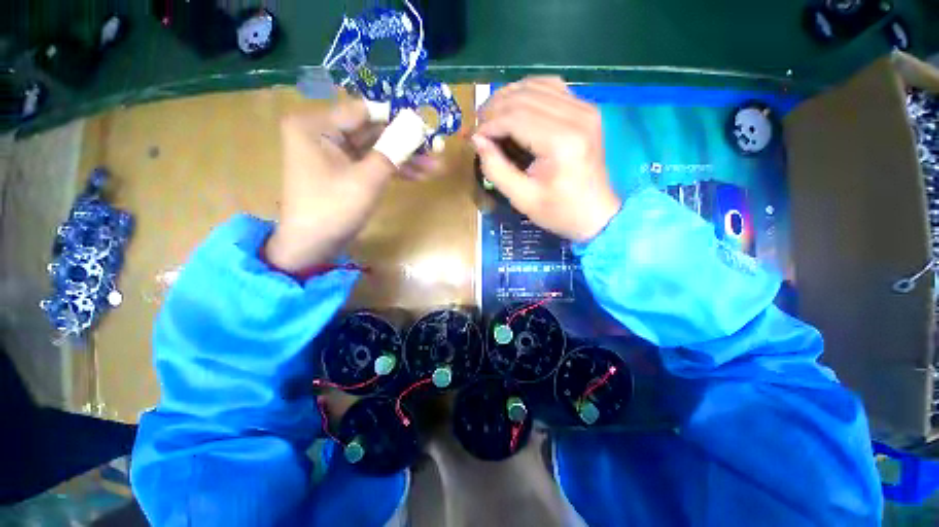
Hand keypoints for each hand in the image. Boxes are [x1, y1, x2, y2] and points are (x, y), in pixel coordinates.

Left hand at [266, 100, 440, 271]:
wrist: (313, 245)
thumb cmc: (334, 209)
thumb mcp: (367, 179)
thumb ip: (393, 150)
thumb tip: (417, 127)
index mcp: (316, 125)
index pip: (364, 111)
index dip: (397, 118)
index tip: (426, 127)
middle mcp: (323, 132)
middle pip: (373, 130)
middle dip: (406, 142)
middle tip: (436, 149)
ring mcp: (334, 152)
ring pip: (376, 148)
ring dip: (405, 158)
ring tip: (435, 167)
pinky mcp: (344, 170)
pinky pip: (372, 163)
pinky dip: (393, 169)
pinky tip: (419, 175)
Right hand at [473, 77, 621, 241]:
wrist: (595, 213)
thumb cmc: (558, 211)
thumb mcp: (521, 198)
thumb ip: (496, 169)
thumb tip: (477, 140)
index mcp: (561, 142)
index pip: (515, 117)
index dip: (489, 124)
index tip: (473, 138)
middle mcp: (577, 116)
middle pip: (524, 96)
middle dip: (494, 109)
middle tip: (479, 127)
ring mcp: (585, 108)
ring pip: (536, 85)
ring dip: (508, 97)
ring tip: (492, 117)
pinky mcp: (586, 109)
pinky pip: (551, 87)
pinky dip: (528, 92)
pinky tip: (515, 107)